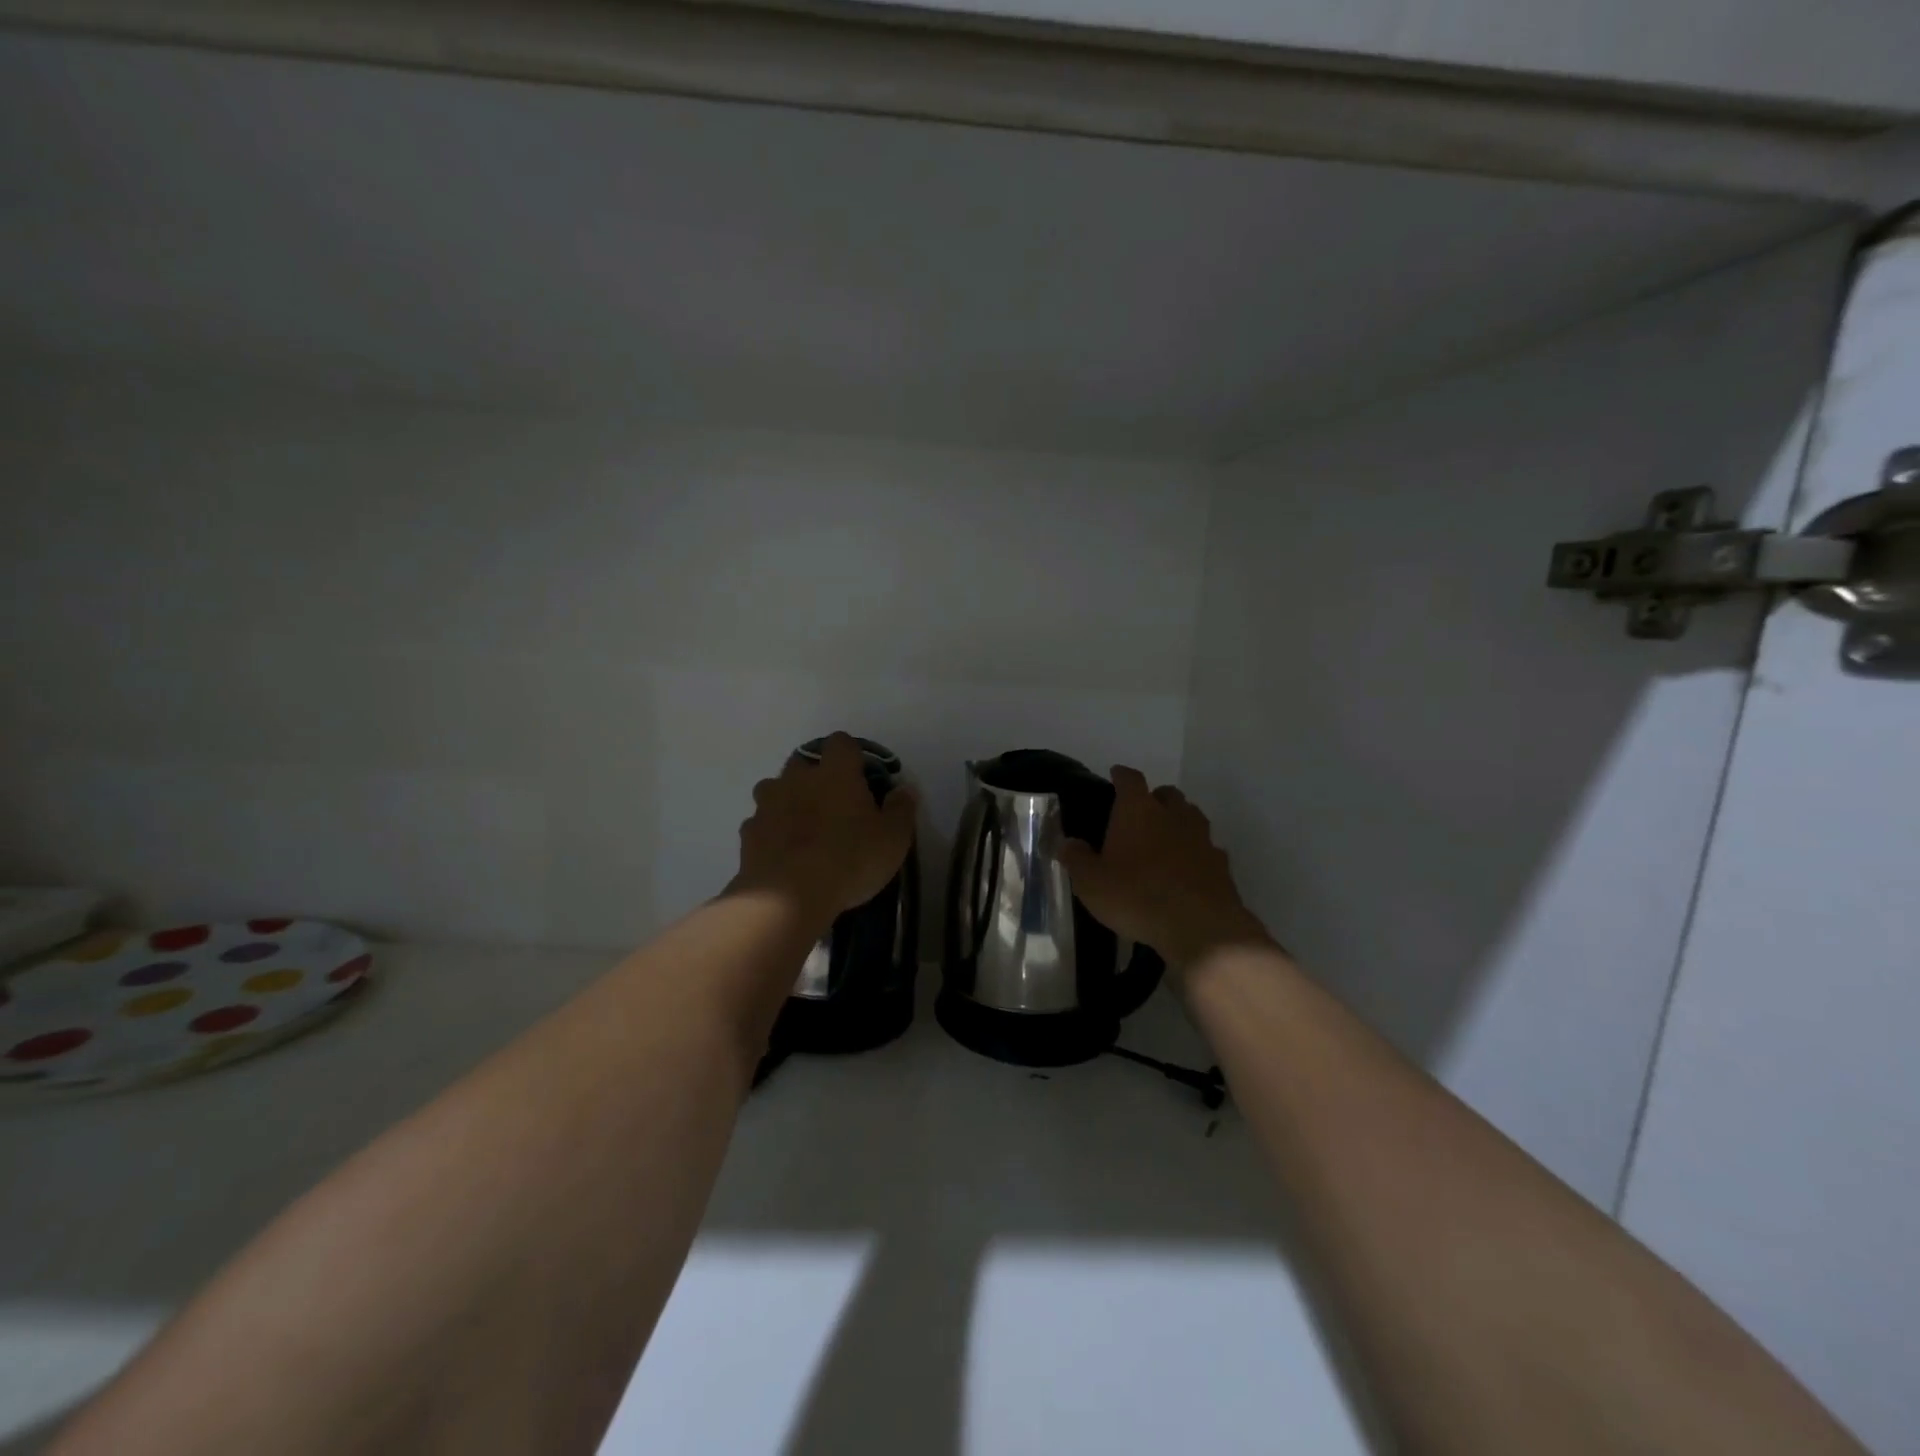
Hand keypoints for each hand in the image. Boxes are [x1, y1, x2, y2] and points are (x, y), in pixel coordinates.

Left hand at [731, 733, 918, 931]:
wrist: (787, 897)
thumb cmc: (849, 860)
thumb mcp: (893, 839)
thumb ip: (901, 809)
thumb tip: (904, 790)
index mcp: (835, 772)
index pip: (842, 742)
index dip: (852, 756)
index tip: (862, 778)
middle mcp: (797, 778)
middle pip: (804, 761)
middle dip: (816, 776)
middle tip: (834, 805)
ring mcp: (767, 804)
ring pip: (776, 789)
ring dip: (789, 800)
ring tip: (805, 829)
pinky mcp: (748, 832)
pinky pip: (761, 822)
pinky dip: (772, 831)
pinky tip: (784, 853)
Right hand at [1059, 767, 1270, 969]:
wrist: (1199, 926)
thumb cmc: (1136, 896)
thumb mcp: (1091, 883)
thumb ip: (1076, 859)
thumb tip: (1067, 843)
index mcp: (1138, 810)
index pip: (1130, 779)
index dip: (1121, 775)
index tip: (1115, 775)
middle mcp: (1173, 814)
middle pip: (1167, 794)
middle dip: (1155, 798)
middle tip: (1140, 814)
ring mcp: (1202, 838)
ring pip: (1191, 817)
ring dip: (1178, 822)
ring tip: (1164, 841)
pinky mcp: (1221, 864)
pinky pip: (1207, 849)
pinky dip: (1196, 853)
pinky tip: (1187, 870)